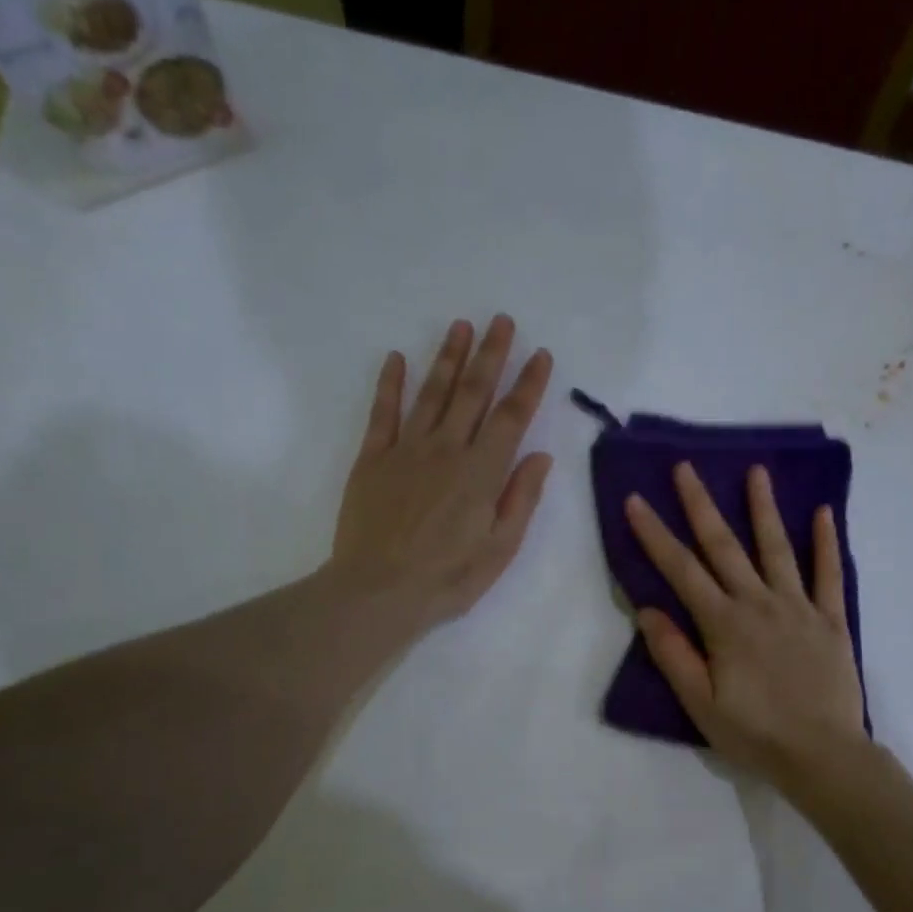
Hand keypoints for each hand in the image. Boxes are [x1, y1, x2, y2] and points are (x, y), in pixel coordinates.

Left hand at [329, 315, 553, 629]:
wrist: (378, 591)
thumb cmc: (447, 579)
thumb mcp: (500, 550)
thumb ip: (521, 499)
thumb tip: (540, 456)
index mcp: (482, 473)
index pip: (511, 418)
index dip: (528, 384)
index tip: (540, 355)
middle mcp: (446, 450)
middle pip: (472, 393)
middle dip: (490, 354)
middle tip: (501, 320)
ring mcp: (406, 450)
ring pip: (431, 393)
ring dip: (447, 357)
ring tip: (460, 326)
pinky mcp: (372, 459)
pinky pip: (382, 412)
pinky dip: (389, 384)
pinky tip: (396, 358)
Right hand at [625, 463, 866, 792]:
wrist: (822, 755)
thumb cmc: (755, 734)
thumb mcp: (701, 705)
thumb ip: (675, 655)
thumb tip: (647, 610)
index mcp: (724, 625)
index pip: (682, 572)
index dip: (656, 535)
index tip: (636, 501)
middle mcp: (759, 604)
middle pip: (725, 547)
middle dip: (701, 506)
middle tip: (686, 468)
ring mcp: (799, 608)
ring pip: (777, 549)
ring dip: (764, 509)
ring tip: (756, 471)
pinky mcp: (832, 620)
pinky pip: (830, 575)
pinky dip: (827, 543)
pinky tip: (824, 513)